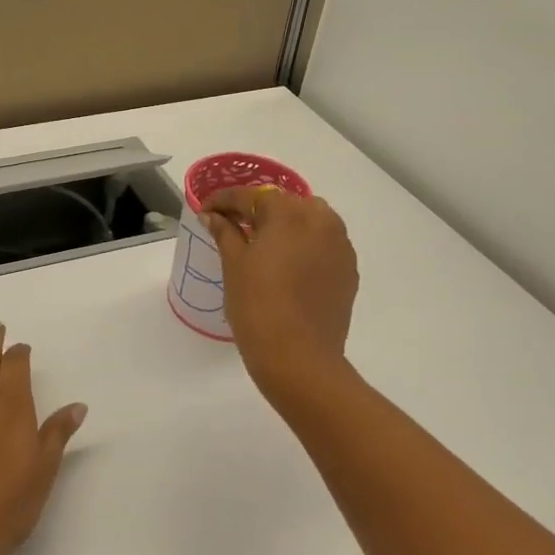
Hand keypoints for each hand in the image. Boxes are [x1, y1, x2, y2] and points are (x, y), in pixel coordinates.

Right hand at [202, 189, 358, 398]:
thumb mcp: (233, 265)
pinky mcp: (348, 269)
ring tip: (263, 245)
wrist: (299, 358)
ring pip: (309, 220)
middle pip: (284, 203)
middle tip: (234, 226)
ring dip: (285, 225)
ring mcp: (340, 244)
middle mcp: (320, 219)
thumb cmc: (257, 306)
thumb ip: (225, 232)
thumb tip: (213, 216)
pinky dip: (304, 246)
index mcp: (288, 212)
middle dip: (258, 210)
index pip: (250, 196)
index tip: (206, 211)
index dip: (224, 201)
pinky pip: (323, 244)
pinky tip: (288, 265)